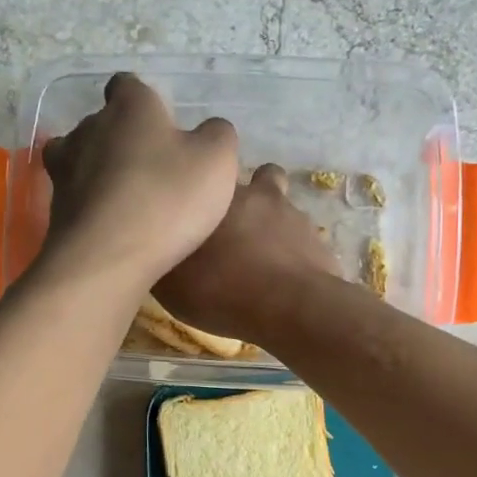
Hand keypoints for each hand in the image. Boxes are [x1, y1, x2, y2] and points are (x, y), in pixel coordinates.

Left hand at [38, 74, 238, 287]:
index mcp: (129, 106)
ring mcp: (65, 168)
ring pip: (82, 157)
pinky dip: (91, 204)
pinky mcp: (56, 208)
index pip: (128, 85)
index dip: (145, 101)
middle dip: (124, 138)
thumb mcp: (217, 160)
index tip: (161, 123)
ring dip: (101, 170)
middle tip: (153, 166)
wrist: (107, 258)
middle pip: (104, 122)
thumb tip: (210, 130)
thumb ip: (217, 135)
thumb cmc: (168, 198)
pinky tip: (112, 224)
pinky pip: (77, 196)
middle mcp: (89, 127)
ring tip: (127, 196)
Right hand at [155, 164, 342, 344]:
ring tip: (263, 256)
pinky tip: (283, 278)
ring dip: (274, 224)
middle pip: (261, 179)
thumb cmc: (221, 289)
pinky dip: (293, 253)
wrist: (290, 308)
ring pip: (284, 208)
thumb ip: (164, 256)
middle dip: (251, 198)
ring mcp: (295, 217)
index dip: (209, 184)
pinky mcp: (319, 243)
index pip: (214, 169)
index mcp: (220, 194)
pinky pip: (302, 241)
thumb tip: (157, 248)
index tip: (201, 205)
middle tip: (235, 230)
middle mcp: (260, 195)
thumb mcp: (170, 283)